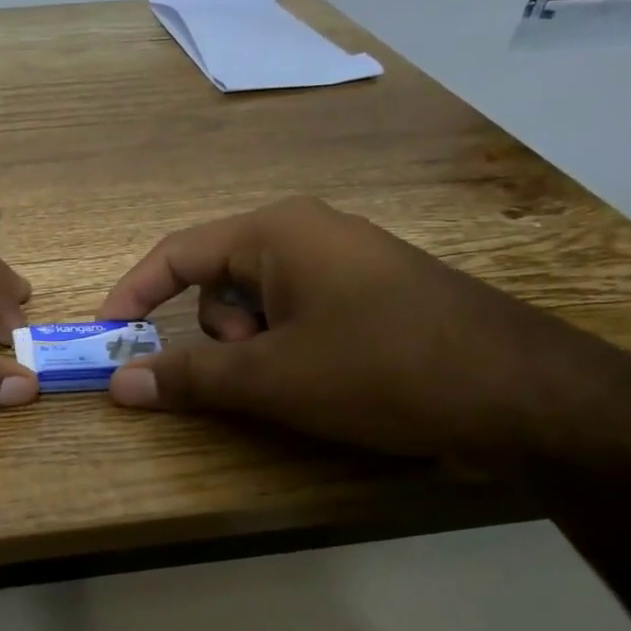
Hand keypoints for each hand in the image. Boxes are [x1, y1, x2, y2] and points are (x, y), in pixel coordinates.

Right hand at [96, 197, 616, 461]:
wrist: (524, 397)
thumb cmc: (381, 369)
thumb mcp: (270, 377)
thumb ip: (185, 378)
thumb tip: (117, 383)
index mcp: (276, 232)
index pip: (176, 254)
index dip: (132, 295)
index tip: (106, 337)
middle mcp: (307, 236)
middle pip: (216, 284)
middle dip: (216, 336)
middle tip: (249, 372)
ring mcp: (344, 268)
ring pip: (256, 309)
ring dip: (254, 352)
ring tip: (298, 383)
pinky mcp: (370, 301)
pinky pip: (296, 320)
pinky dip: (286, 354)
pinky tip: (325, 384)